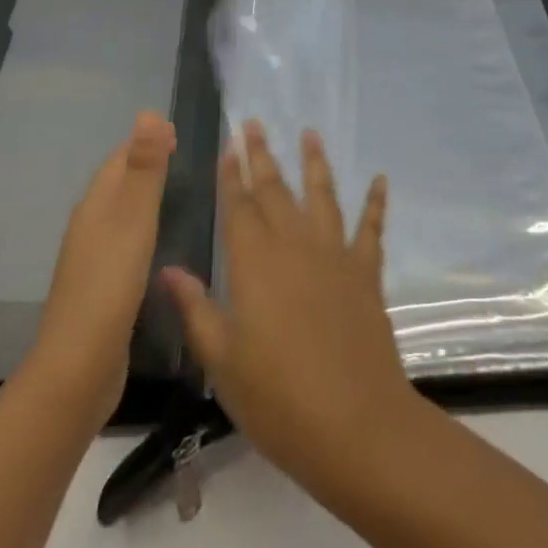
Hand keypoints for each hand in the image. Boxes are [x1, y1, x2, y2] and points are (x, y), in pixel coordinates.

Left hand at [35, 110, 175, 425]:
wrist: (78, 368)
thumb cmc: (110, 284)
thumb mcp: (134, 219)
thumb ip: (144, 168)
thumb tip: (148, 112)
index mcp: (95, 205)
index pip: (119, 158)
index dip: (145, 141)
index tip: (177, 132)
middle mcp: (89, 226)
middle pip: (116, 183)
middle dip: (144, 164)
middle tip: (180, 156)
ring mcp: (91, 259)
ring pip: (118, 214)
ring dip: (142, 197)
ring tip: (175, 194)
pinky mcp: (100, 289)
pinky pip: (122, 243)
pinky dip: (140, 230)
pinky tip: (157, 245)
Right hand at [161, 121, 415, 494]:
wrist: (356, 425)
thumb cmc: (278, 399)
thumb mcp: (223, 362)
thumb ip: (196, 309)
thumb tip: (166, 268)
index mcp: (255, 263)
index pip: (239, 206)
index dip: (232, 174)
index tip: (229, 144)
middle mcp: (295, 245)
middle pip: (275, 190)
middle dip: (262, 155)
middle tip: (254, 122)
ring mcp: (335, 254)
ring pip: (322, 195)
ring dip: (315, 162)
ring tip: (310, 132)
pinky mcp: (366, 272)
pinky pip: (371, 228)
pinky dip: (376, 202)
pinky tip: (380, 180)